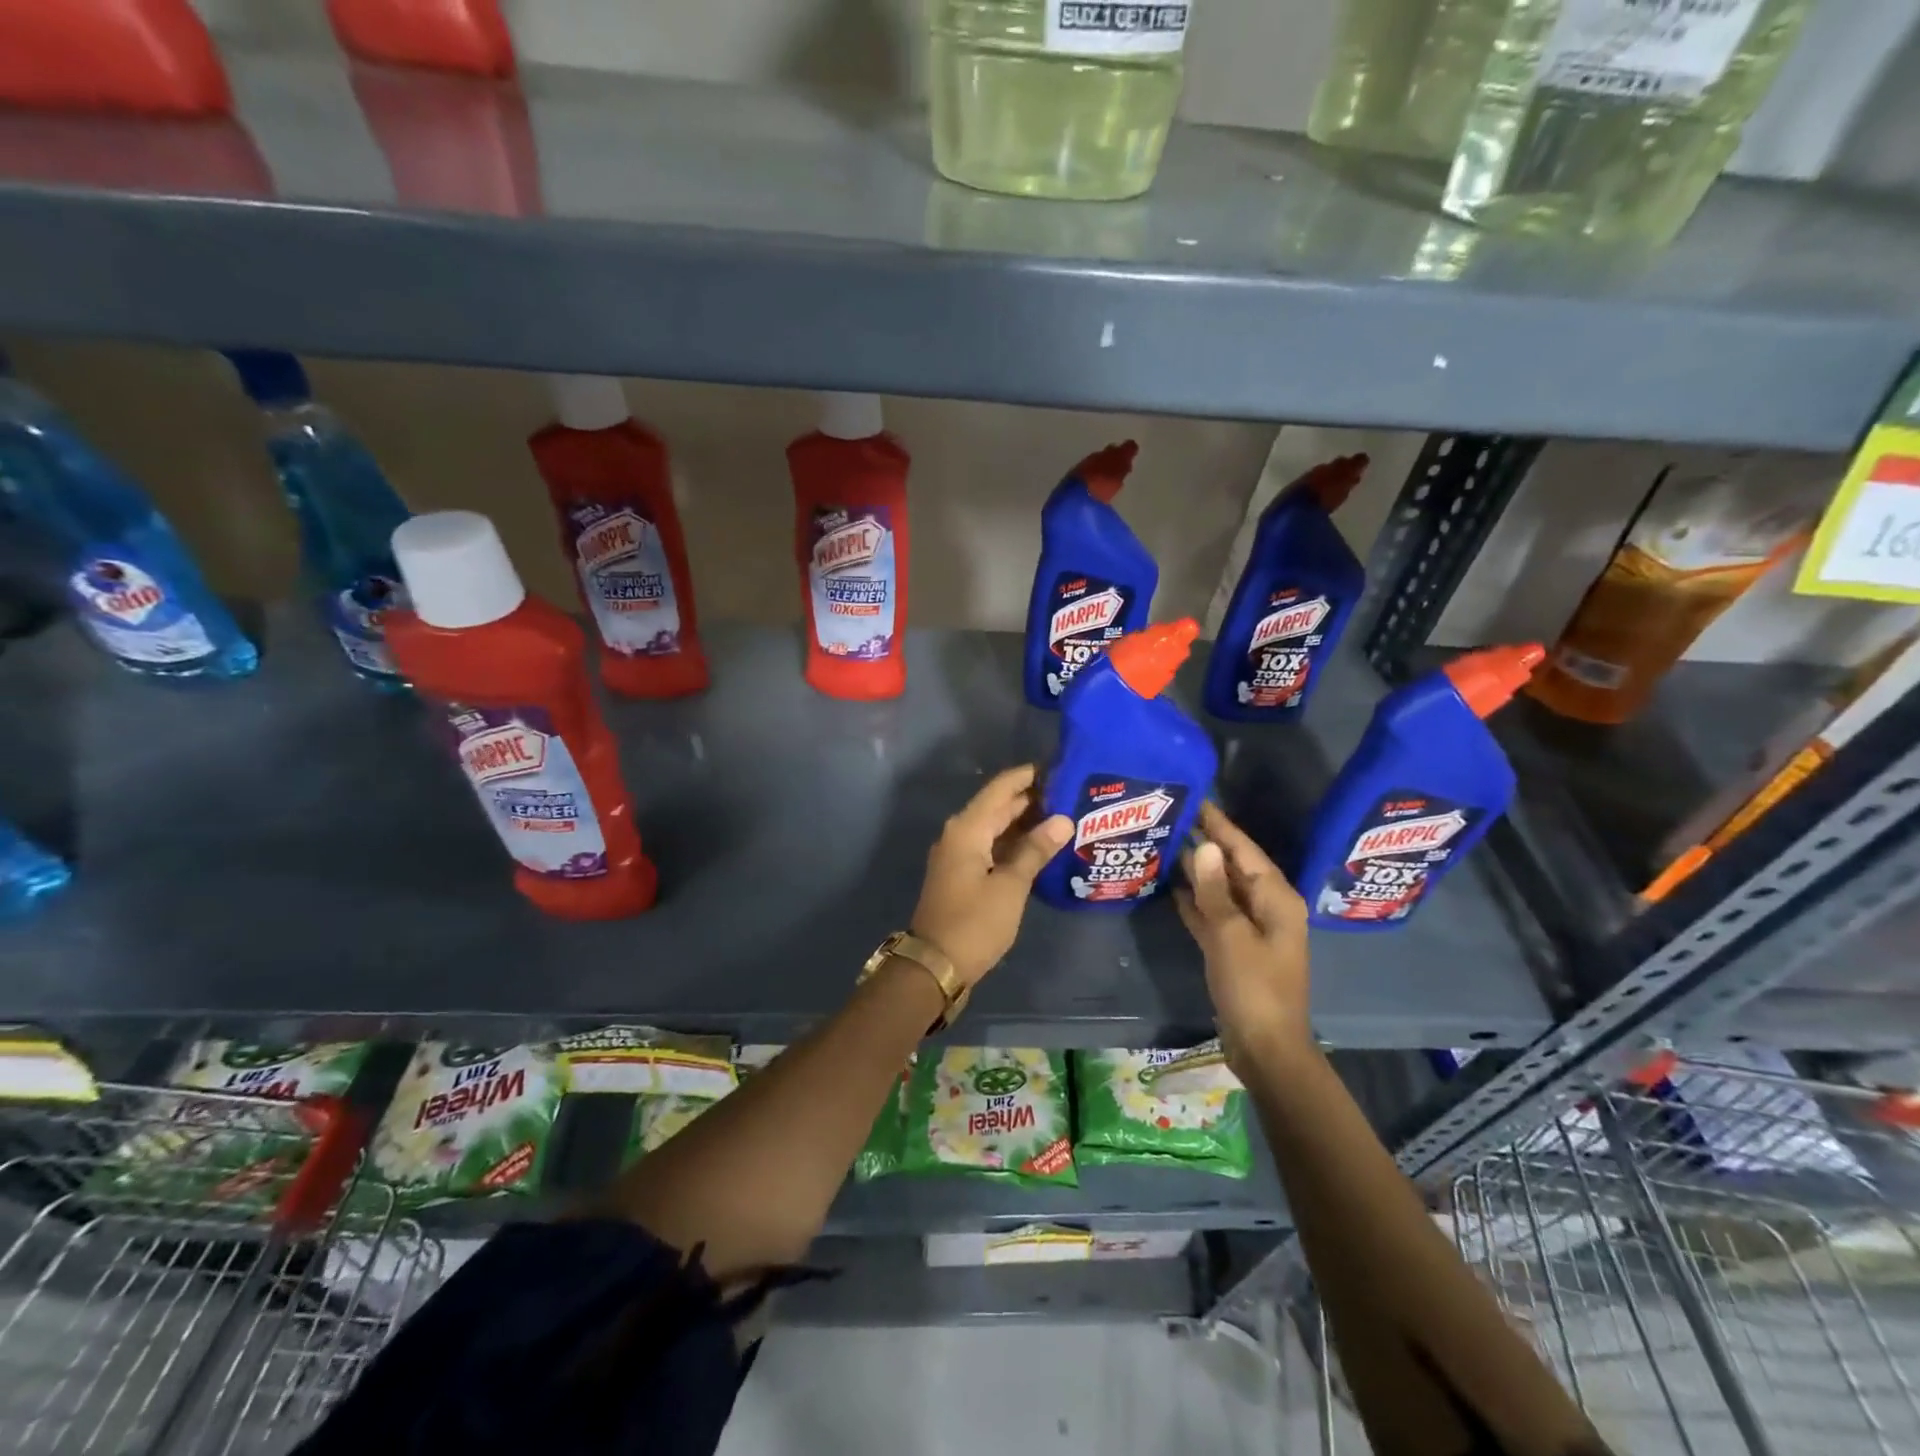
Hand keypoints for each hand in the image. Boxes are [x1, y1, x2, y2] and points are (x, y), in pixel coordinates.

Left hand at [910, 764, 1072, 985]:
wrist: (935, 966)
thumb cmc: (974, 923)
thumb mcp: (1010, 886)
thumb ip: (1035, 851)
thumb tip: (1062, 819)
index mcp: (967, 829)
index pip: (1001, 788)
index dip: (1027, 776)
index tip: (1059, 766)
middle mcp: (959, 835)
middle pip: (997, 806)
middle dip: (1031, 799)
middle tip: (1070, 793)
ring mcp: (958, 856)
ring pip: (995, 828)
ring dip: (1024, 823)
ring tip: (1063, 817)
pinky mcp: (962, 875)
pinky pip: (991, 848)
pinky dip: (1014, 844)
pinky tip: (1040, 849)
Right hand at [1175, 802, 1312, 1068]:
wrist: (1265, 1048)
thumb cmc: (1253, 988)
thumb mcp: (1231, 935)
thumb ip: (1215, 891)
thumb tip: (1207, 847)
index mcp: (1276, 899)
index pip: (1244, 850)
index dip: (1220, 825)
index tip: (1196, 799)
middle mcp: (1267, 908)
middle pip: (1234, 867)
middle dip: (1207, 843)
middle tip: (1173, 817)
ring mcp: (1250, 929)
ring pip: (1221, 890)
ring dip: (1199, 871)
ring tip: (1167, 844)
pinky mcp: (1234, 949)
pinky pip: (1213, 914)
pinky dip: (1196, 900)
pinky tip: (1172, 886)